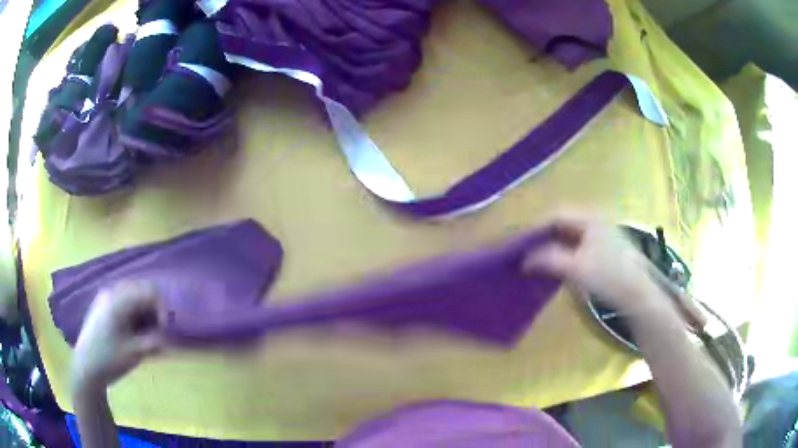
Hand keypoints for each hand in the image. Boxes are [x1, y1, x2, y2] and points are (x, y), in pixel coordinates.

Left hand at [72, 281, 165, 393]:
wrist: (86, 367)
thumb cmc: (110, 359)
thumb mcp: (136, 352)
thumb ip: (155, 340)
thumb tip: (168, 333)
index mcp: (119, 300)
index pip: (149, 292)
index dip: (162, 309)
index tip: (164, 331)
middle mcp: (112, 292)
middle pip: (141, 290)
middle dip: (152, 310)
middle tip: (156, 333)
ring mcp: (105, 297)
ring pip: (132, 295)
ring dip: (143, 312)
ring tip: (144, 334)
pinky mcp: (102, 306)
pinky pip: (123, 301)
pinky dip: (133, 313)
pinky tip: (132, 332)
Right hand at [524, 213, 660, 313]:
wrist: (638, 295)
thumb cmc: (608, 276)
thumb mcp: (575, 268)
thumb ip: (548, 260)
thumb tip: (524, 260)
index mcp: (590, 219)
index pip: (556, 215)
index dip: (536, 228)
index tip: (520, 243)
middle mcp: (597, 222)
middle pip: (564, 225)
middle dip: (544, 238)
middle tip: (527, 253)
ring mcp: (604, 236)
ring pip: (572, 237)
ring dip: (555, 248)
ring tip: (539, 262)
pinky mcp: (607, 252)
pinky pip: (580, 247)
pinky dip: (566, 255)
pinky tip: (560, 268)